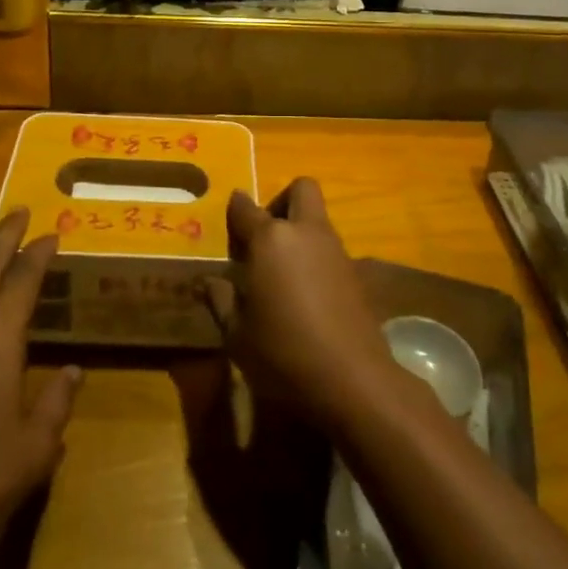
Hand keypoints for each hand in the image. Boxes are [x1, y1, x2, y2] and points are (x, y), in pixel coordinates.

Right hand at [206, 179, 391, 428]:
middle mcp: (305, 232)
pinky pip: (330, 248)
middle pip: (300, 189)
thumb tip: (211, 281)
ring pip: (317, 218)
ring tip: (280, 271)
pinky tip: (304, 293)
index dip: (234, 210)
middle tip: (264, 236)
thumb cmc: (284, 354)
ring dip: (299, 231)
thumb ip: (222, 300)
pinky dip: (315, 257)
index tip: (229, 223)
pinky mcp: (356, 272)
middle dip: (281, 201)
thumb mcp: (237, 335)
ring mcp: (335, 250)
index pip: (245, 208)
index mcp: (270, 239)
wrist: (354, 380)